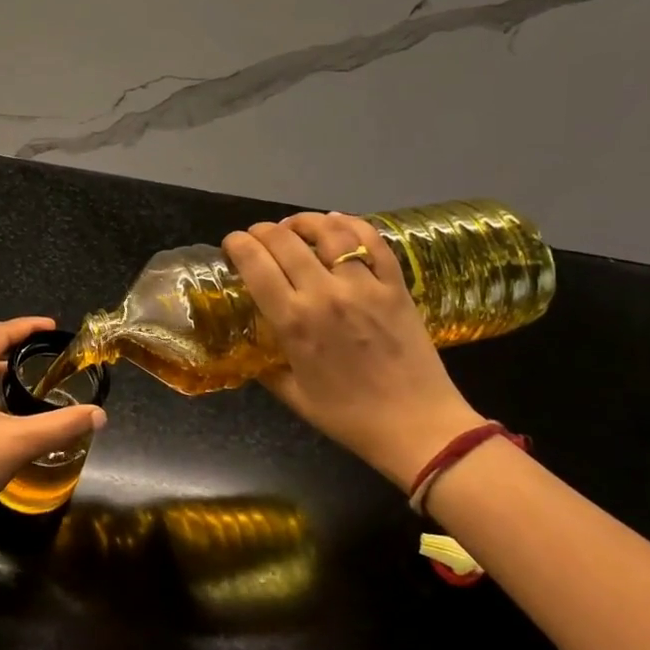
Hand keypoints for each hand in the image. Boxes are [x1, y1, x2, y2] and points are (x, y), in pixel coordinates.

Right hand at [223, 214, 483, 487]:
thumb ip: (265, 368)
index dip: (236, 244)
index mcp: (293, 321)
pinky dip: (350, 224)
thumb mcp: (293, 396)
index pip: (254, 263)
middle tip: (256, 237)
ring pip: (327, 232)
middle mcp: (324, 294)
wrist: (418, 427)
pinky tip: (336, 223)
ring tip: (293, 226)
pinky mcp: (395, 285)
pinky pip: (372, 240)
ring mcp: (364, 286)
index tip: (231, 245)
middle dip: (261, 231)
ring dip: (302, 222)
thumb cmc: (350, 417)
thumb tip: (250, 350)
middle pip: (283, 240)